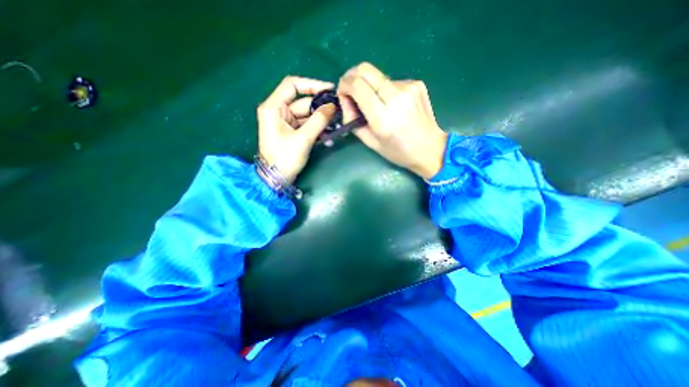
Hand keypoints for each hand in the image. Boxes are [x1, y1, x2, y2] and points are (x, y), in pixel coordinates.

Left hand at [255, 75, 336, 183]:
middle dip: (321, 109)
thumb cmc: (285, 158)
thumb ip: (318, 120)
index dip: (312, 85)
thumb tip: (333, 106)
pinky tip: (328, 138)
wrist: (276, 179)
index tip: (330, 90)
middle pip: (303, 103)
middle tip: (339, 114)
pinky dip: (317, 130)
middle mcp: (278, 111)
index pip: (292, 85)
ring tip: (336, 128)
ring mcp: (285, 122)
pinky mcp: (292, 132)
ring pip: (307, 116)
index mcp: (274, 107)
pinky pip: (307, 126)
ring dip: (322, 122)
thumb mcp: (303, 139)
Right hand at [338, 62, 447, 178]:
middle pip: (365, 70)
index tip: (342, 93)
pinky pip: (391, 81)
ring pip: (378, 76)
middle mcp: (396, 98)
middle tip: (350, 90)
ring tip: (376, 104)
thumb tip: (345, 100)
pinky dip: (385, 90)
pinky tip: (391, 104)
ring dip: (370, 86)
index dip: (344, 85)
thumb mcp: (370, 142)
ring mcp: (409, 88)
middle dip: (352, 77)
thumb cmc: (398, 151)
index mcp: (383, 118)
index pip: (357, 85)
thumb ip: (353, 120)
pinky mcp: (417, 84)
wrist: (430, 148)